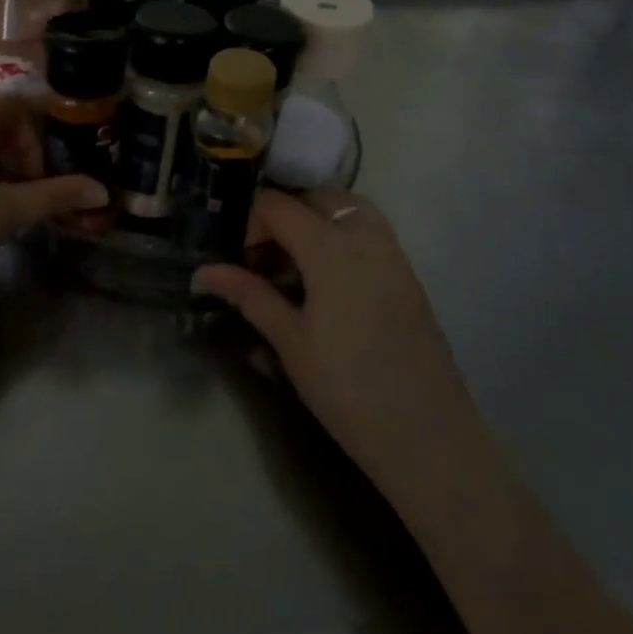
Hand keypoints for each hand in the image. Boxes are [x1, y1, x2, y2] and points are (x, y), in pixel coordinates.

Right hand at [192, 189, 471, 475]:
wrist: (428, 436)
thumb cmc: (347, 388)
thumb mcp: (289, 341)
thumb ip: (248, 296)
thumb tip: (203, 272)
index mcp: (329, 248)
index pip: (277, 206)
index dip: (250, 224)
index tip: (240, 262)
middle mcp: (365, 237)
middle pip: (316, 197)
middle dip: (284, 215)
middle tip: (265, 259)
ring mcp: (393, 254)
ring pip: (350, 208)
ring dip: (317, 219)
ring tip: (297, 263)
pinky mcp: (410, 276)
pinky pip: (372, 232)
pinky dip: (344, 235)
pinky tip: (331, 281)